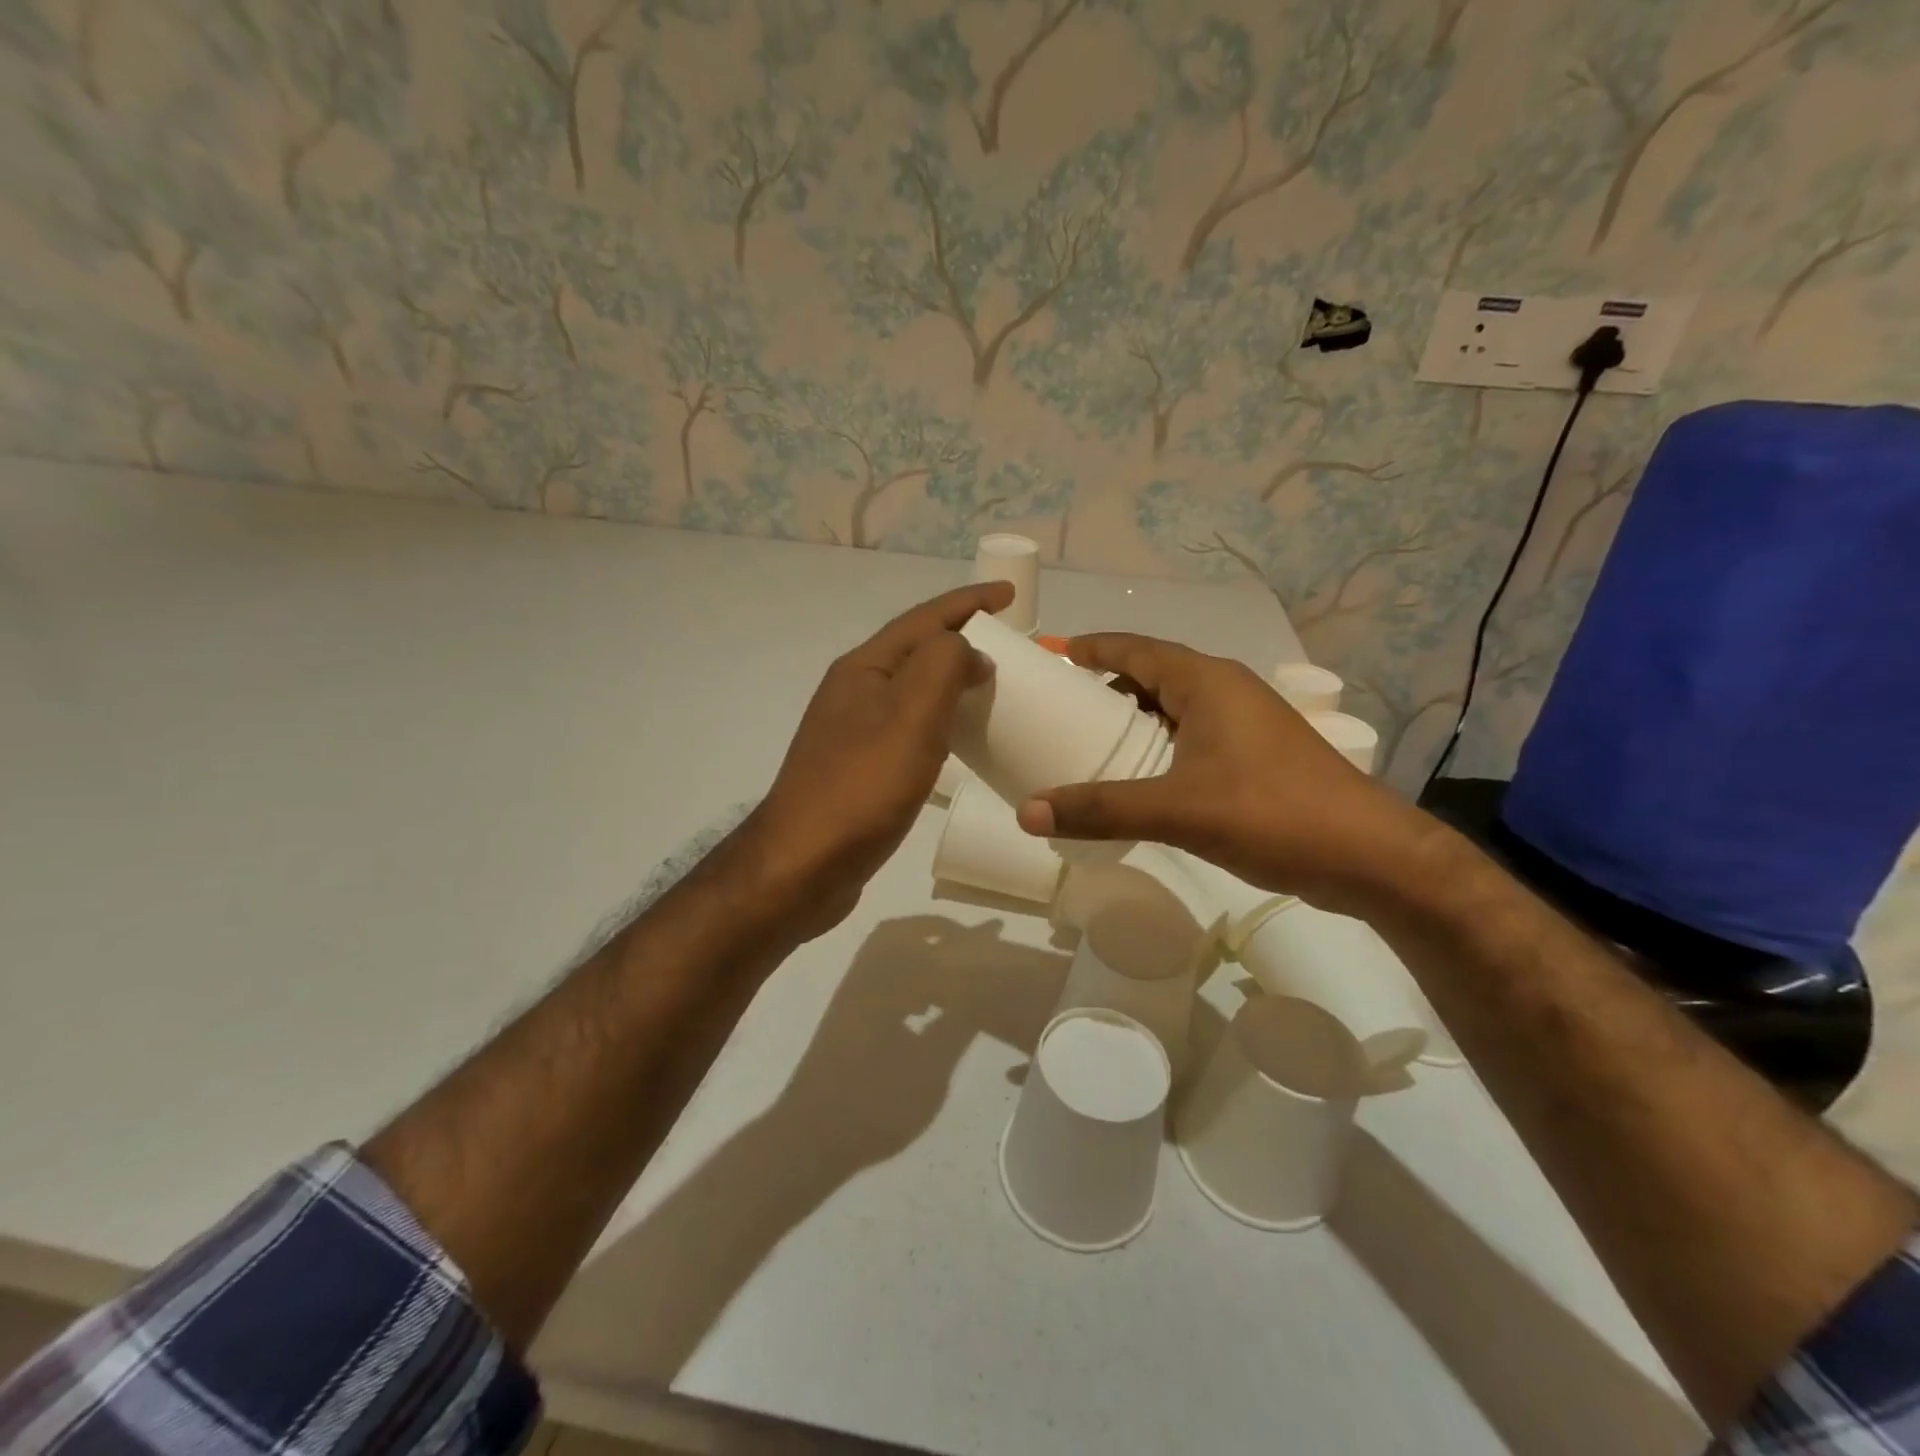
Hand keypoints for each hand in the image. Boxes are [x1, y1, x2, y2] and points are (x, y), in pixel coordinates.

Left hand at [745, 581, 1011, 934]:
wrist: (802, 866)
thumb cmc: (860, 787)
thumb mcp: (910, 716)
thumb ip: (943, 666)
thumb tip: (969, 653)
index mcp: (864, 668)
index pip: (925, 619)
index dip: (969, 602)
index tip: (1010, 596)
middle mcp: (855, 691)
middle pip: (917, 650)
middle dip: (962, 639)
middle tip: (1010, 644)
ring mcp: (853, 731)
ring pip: (913, 690)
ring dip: (952, 679)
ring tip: (993, 685)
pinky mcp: (860, 768)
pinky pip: (909, 726)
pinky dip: (940, 720)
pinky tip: (958, 738)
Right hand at [1013, 633, 1431, 912]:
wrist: (1371, 857)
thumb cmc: (1274, 814)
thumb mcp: (1179, 810)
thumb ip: (1102, 809)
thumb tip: (1026, 812)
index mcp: (1207, 682)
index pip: (1134, 648)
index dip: (1090, 648)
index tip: (1049, 657)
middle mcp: (1225, 690)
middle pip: (1151, 674)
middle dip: (1103, 687)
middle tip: (1055, 709)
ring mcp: (1244, 723)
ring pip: (1172, 708)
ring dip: (1131, 719)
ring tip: (1086, 742)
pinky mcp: (1254, 756)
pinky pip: (1190, 736)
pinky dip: (1156, 746)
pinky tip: (1136, 776)